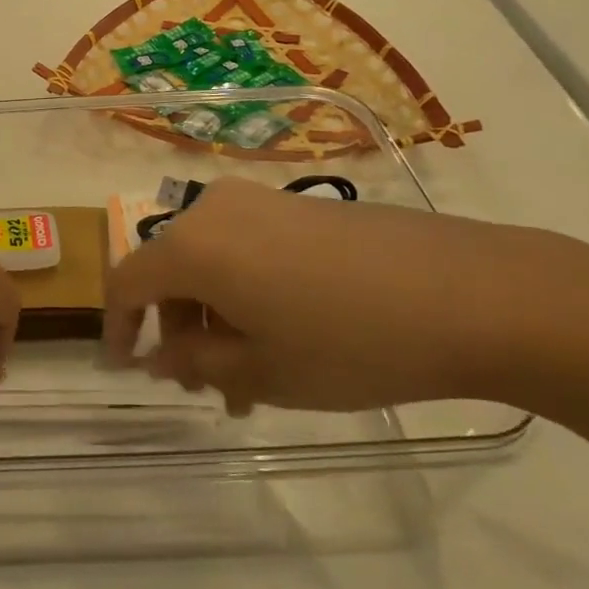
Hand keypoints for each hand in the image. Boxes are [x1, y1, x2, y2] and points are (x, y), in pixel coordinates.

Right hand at [103, 177, 588, 414]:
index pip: (127, 282)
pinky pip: (247, 247)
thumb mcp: (261, 370)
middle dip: (178, 330)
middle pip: (170, 270)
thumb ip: (195, 361)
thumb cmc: (349, 341)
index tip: (124, 367)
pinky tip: (285, 335)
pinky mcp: (300, 205)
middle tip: (206, 387)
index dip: (118, 327)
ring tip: (251, 376)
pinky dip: (246, 290)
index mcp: (193, 246)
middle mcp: (215, 210)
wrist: (470, 292)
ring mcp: (261, 200)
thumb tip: (160, 355)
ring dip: (215, 315)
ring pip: (211, 261)